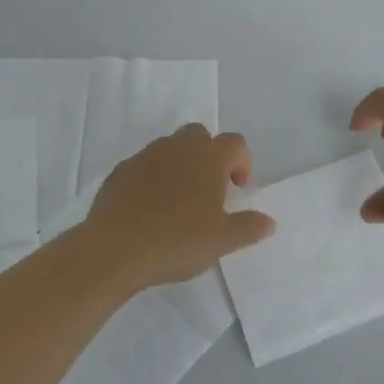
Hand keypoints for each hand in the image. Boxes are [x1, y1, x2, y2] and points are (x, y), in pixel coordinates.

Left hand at [80, 124, 274, 289]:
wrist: (115, 248)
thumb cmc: (177, 240)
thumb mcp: (222, 241)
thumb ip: (248, 227)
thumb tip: (269, 221)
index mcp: (208, 157)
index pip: (235, 143)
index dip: (243, 162)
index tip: (238, 190)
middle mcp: (178, 146)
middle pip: (201, 136)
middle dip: (210, 156)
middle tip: (210, 192)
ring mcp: (146, 155)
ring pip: (171, 148)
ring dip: (181, 166)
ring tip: (180, 203)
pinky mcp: (121, 170)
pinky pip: (145, 165)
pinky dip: (153, 178)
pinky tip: (150, 209)